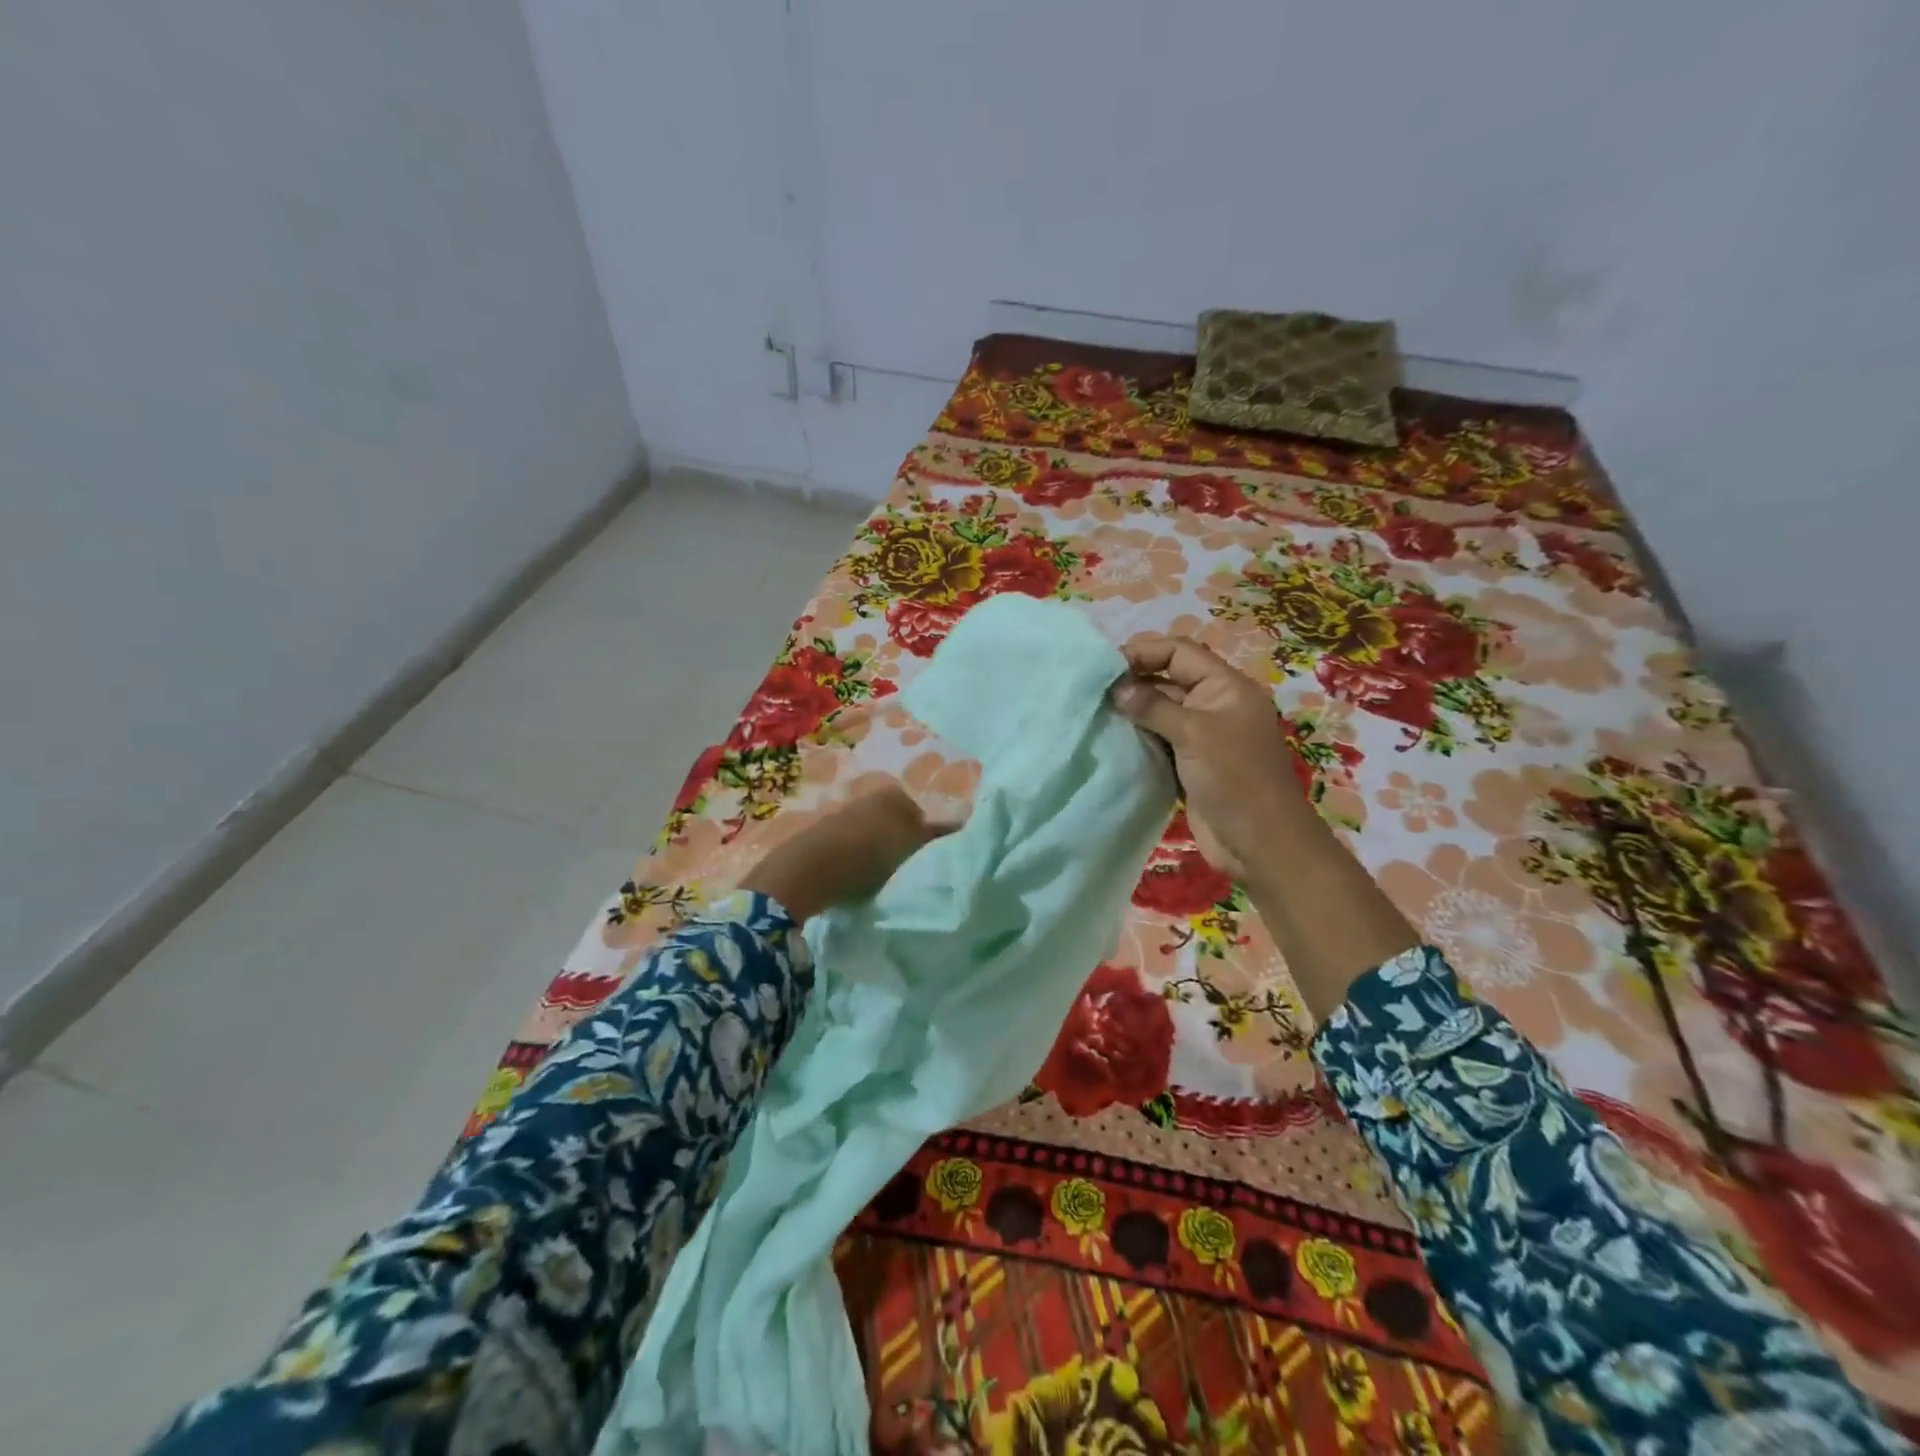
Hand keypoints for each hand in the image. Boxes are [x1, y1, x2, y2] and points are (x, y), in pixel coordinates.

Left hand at [739, 782, 954, 922]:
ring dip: (880, 854)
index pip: (923, 816)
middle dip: (904, 844)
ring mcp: (845, 814)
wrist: (808, 870)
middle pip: (898, 824)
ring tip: (884, 881)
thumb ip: (937, 834)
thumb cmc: (869, 854)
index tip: (930, 863)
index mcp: (895, 795)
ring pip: (875, 835)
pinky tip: (858, 880)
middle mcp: (870, 797)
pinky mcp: (824, 835)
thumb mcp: (911, 845)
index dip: (929, 840)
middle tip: (909, 872)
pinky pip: (853, 847)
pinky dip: (859, 860)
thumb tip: (961, 823)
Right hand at [1113, 634, 1418, 1020]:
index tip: (1105, 666)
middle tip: (1093, 691)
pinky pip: (1160, 739)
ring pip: (1161, 710)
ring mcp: (1204, 736)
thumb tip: (1116, 688)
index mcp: (1227, 687)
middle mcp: (1216, 705)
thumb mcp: (1194, 734)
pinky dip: (1138, 736)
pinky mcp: (1191, 763)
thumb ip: (1153, 706)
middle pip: (1169, 678)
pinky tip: (1112, 738)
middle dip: (1134, 681)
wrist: (1260, 842)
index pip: (1180, 652)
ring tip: (1096, 712)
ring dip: (1133, 710)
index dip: (1144, 651)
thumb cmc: (1234, 779)